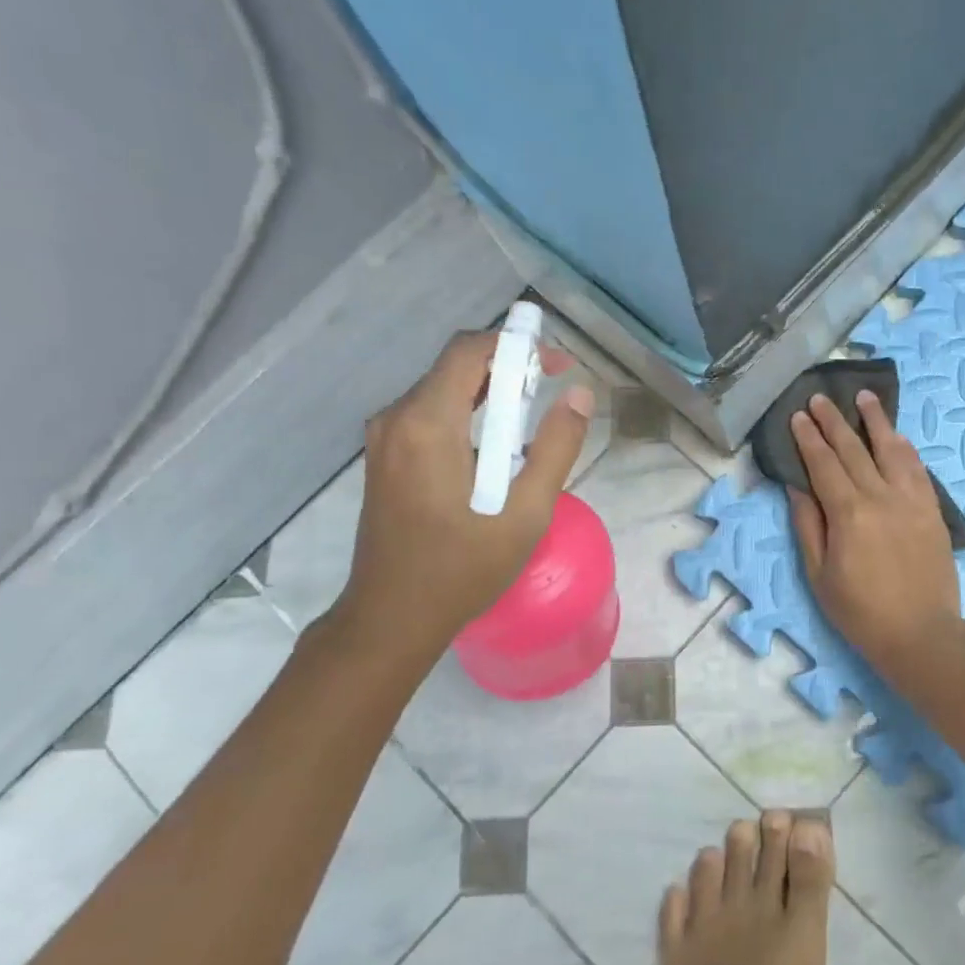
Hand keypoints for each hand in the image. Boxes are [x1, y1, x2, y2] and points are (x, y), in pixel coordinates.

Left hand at [320, 328, 593, 668]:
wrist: (391, 618)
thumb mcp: (526, 512)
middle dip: (507, 368)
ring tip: (529, 421)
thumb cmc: (462, 568)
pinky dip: (466, 413)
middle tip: (551, 391)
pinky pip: (428, 414)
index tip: (556, 365)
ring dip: (487, 392)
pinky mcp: (384, 457)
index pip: (469, 350)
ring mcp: (384, 438)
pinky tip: (493, 448)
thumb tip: (579, 395)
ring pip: (442, 389)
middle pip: (455, 366)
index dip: (517, 346)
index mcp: (427, 424)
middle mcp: (396, 418)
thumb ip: (556, 448)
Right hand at [788, 392, 962, 674]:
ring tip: (864, 397)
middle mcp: (881, 496)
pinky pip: (918, 469)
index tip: (798, 415)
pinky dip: (906, 448)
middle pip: (854, 449)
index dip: (809, 438)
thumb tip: (797, 486)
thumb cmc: (860, 611)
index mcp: (849, 513)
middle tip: (821, 397)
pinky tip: (898, 437)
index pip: (824, 464)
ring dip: (876, 421)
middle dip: (834, 421)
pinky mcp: (932, 510)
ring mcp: (912, 501)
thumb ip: (809, 525)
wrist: (921, 635)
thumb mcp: (819, 573)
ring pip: (892, 449)